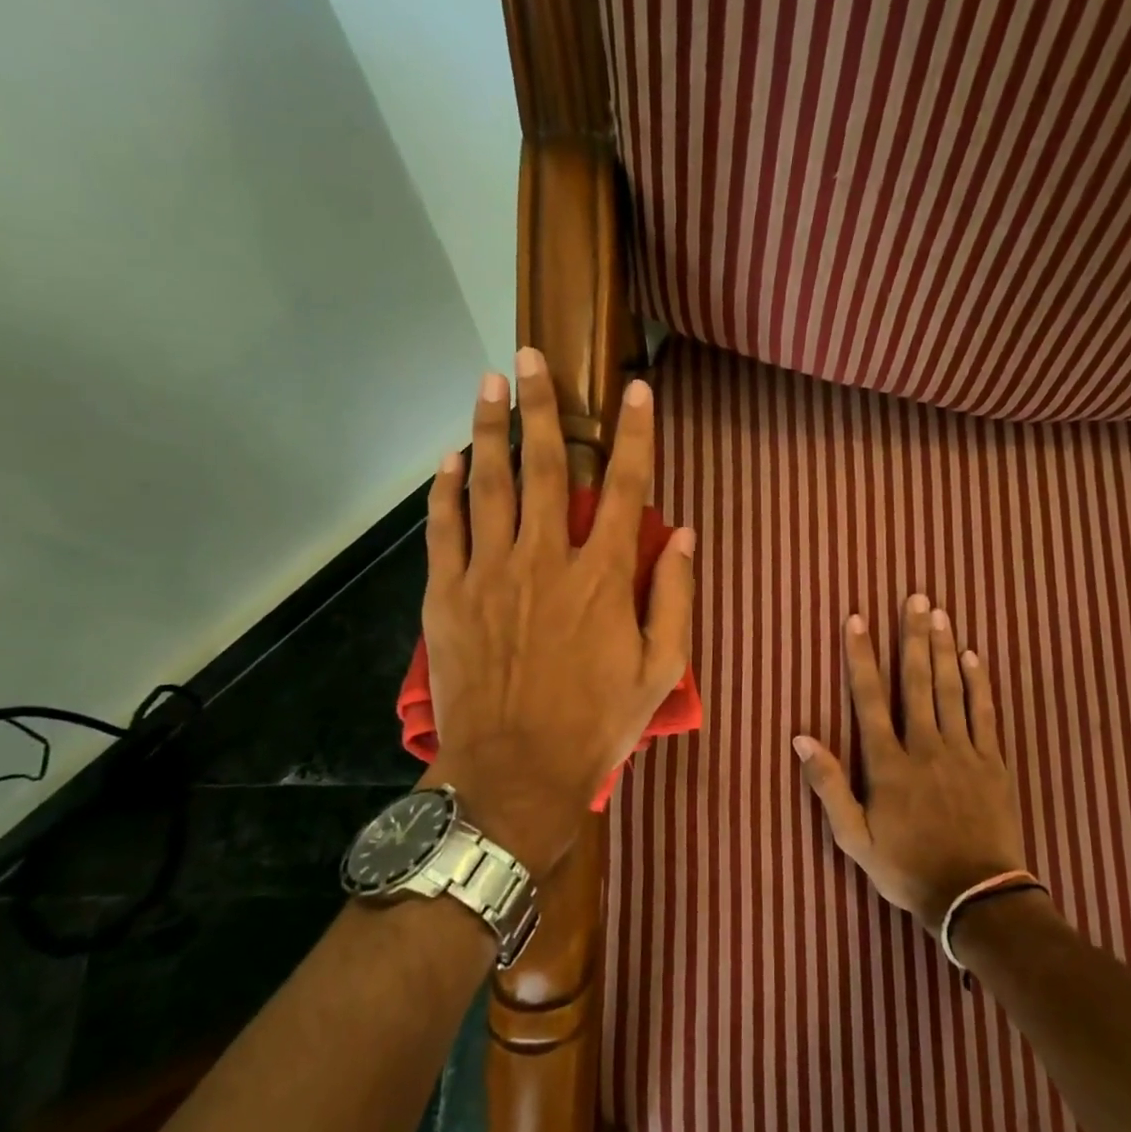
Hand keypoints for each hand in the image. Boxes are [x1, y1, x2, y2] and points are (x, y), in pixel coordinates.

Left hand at [422, 348, 694, 881]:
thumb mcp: (659, 673)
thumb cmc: (595, 725)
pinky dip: (446, 488)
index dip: (635, 435)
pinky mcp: (447, 595)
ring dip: (489, 428)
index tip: (636, 390)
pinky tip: (449, 459)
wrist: (514, 774)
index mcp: (602, 577)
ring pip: (490, 484)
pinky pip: (444, 527)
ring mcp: (490, 573)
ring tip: (488, 383)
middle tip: (530, 357)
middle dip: (541, 405)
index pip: (626, 488)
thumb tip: (687, 538)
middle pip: (545, 466)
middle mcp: (545, 559)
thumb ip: (674, 599)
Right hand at [794, 596, 1026, 932]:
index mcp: (889, 763)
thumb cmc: (908, 869)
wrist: (977, 899)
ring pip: (951, 689)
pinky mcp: (993, 762)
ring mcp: (963, 751)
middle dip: (913, 636)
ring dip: (944, 648)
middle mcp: (925, 746)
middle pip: (917, 681)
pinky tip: (973, 656)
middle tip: (915, 597)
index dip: (861, 656)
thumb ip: (828, 786)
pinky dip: (979, 682)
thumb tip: (801, 738)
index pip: (869, 698)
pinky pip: (985, 713)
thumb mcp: (854, 838)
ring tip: (940, 613)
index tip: (856, 619)